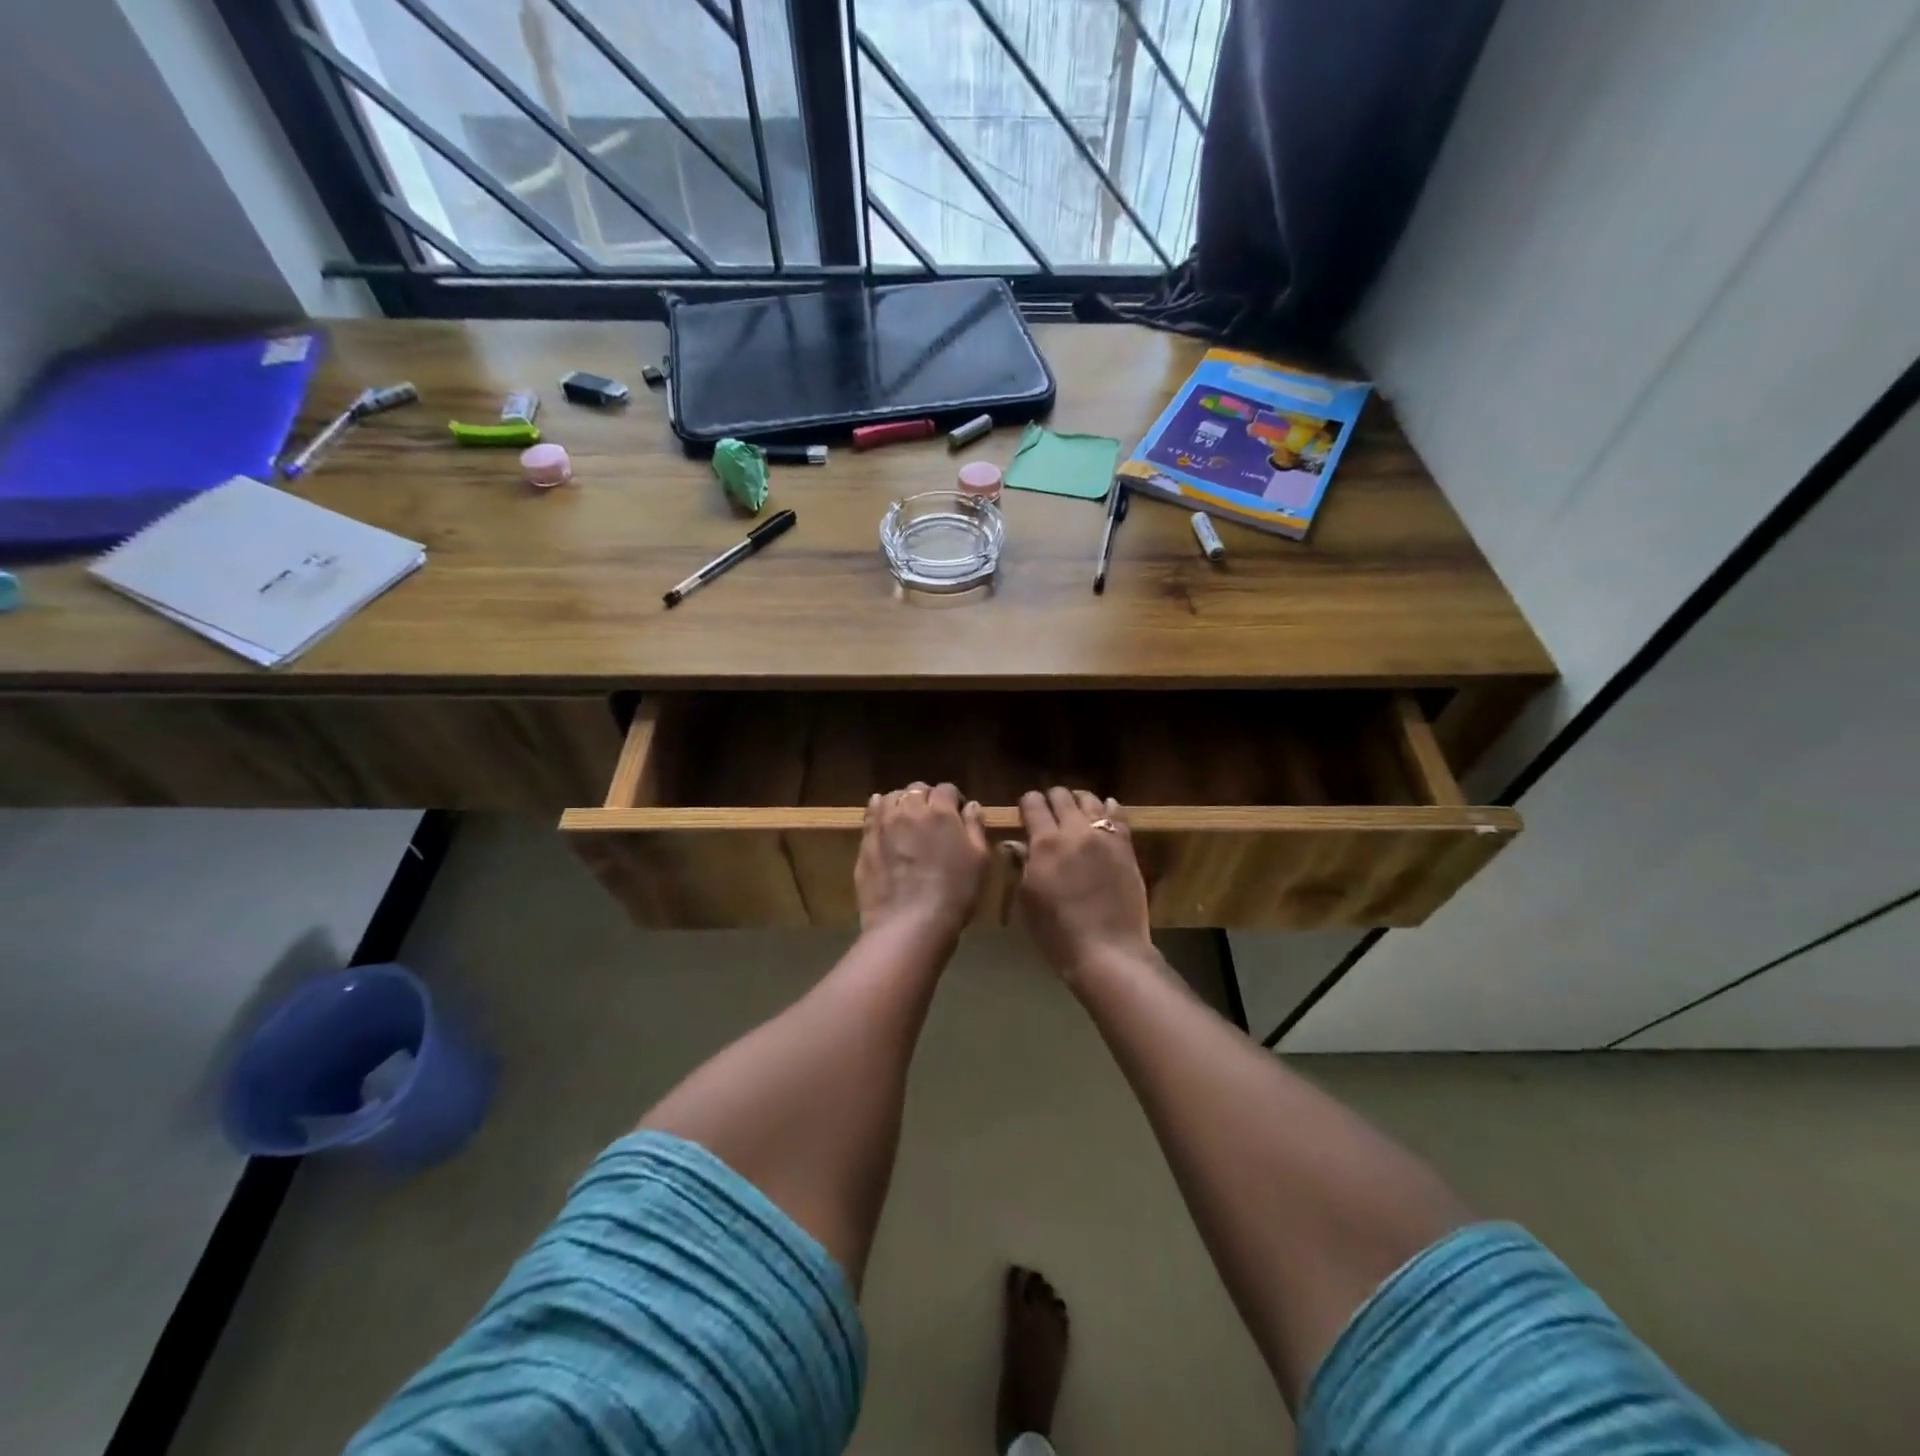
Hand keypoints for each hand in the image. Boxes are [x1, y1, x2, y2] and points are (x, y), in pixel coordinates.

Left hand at [856, 782, 990, 940]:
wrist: (910, 923)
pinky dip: (879, 810)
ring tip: (908, 821)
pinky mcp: (866, 841)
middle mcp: (909, 809)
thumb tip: (971, 805)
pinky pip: (871, 814)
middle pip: (917, 789)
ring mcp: (883, 824)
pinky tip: (884, 820)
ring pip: (892, 797)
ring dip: (902, 803)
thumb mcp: (979, 860)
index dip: (954, 800)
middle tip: (934, 820)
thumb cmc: (955, 893)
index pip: (947, 789)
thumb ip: (975, 827)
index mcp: (941, 811)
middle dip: (927, 798)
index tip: (958, 816)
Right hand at [1016, 788, 1152, 984]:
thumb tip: (1018, 844)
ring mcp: (1104, 837)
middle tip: (1049, 812)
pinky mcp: (1126, 847)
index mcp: (1045, 843)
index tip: (1025, 811)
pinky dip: (1107, 808)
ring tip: (1075, 810)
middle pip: (1061, 796)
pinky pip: (1117, 815)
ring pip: (1089, 800)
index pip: (1032, 804)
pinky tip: (1104, 810)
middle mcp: (1074, 831)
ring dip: (1078, 801)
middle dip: (1051, 799)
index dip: (1027, 804)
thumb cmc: (1058, 934)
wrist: (1108, 951)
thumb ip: (1023, 865)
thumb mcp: (1028, 900)